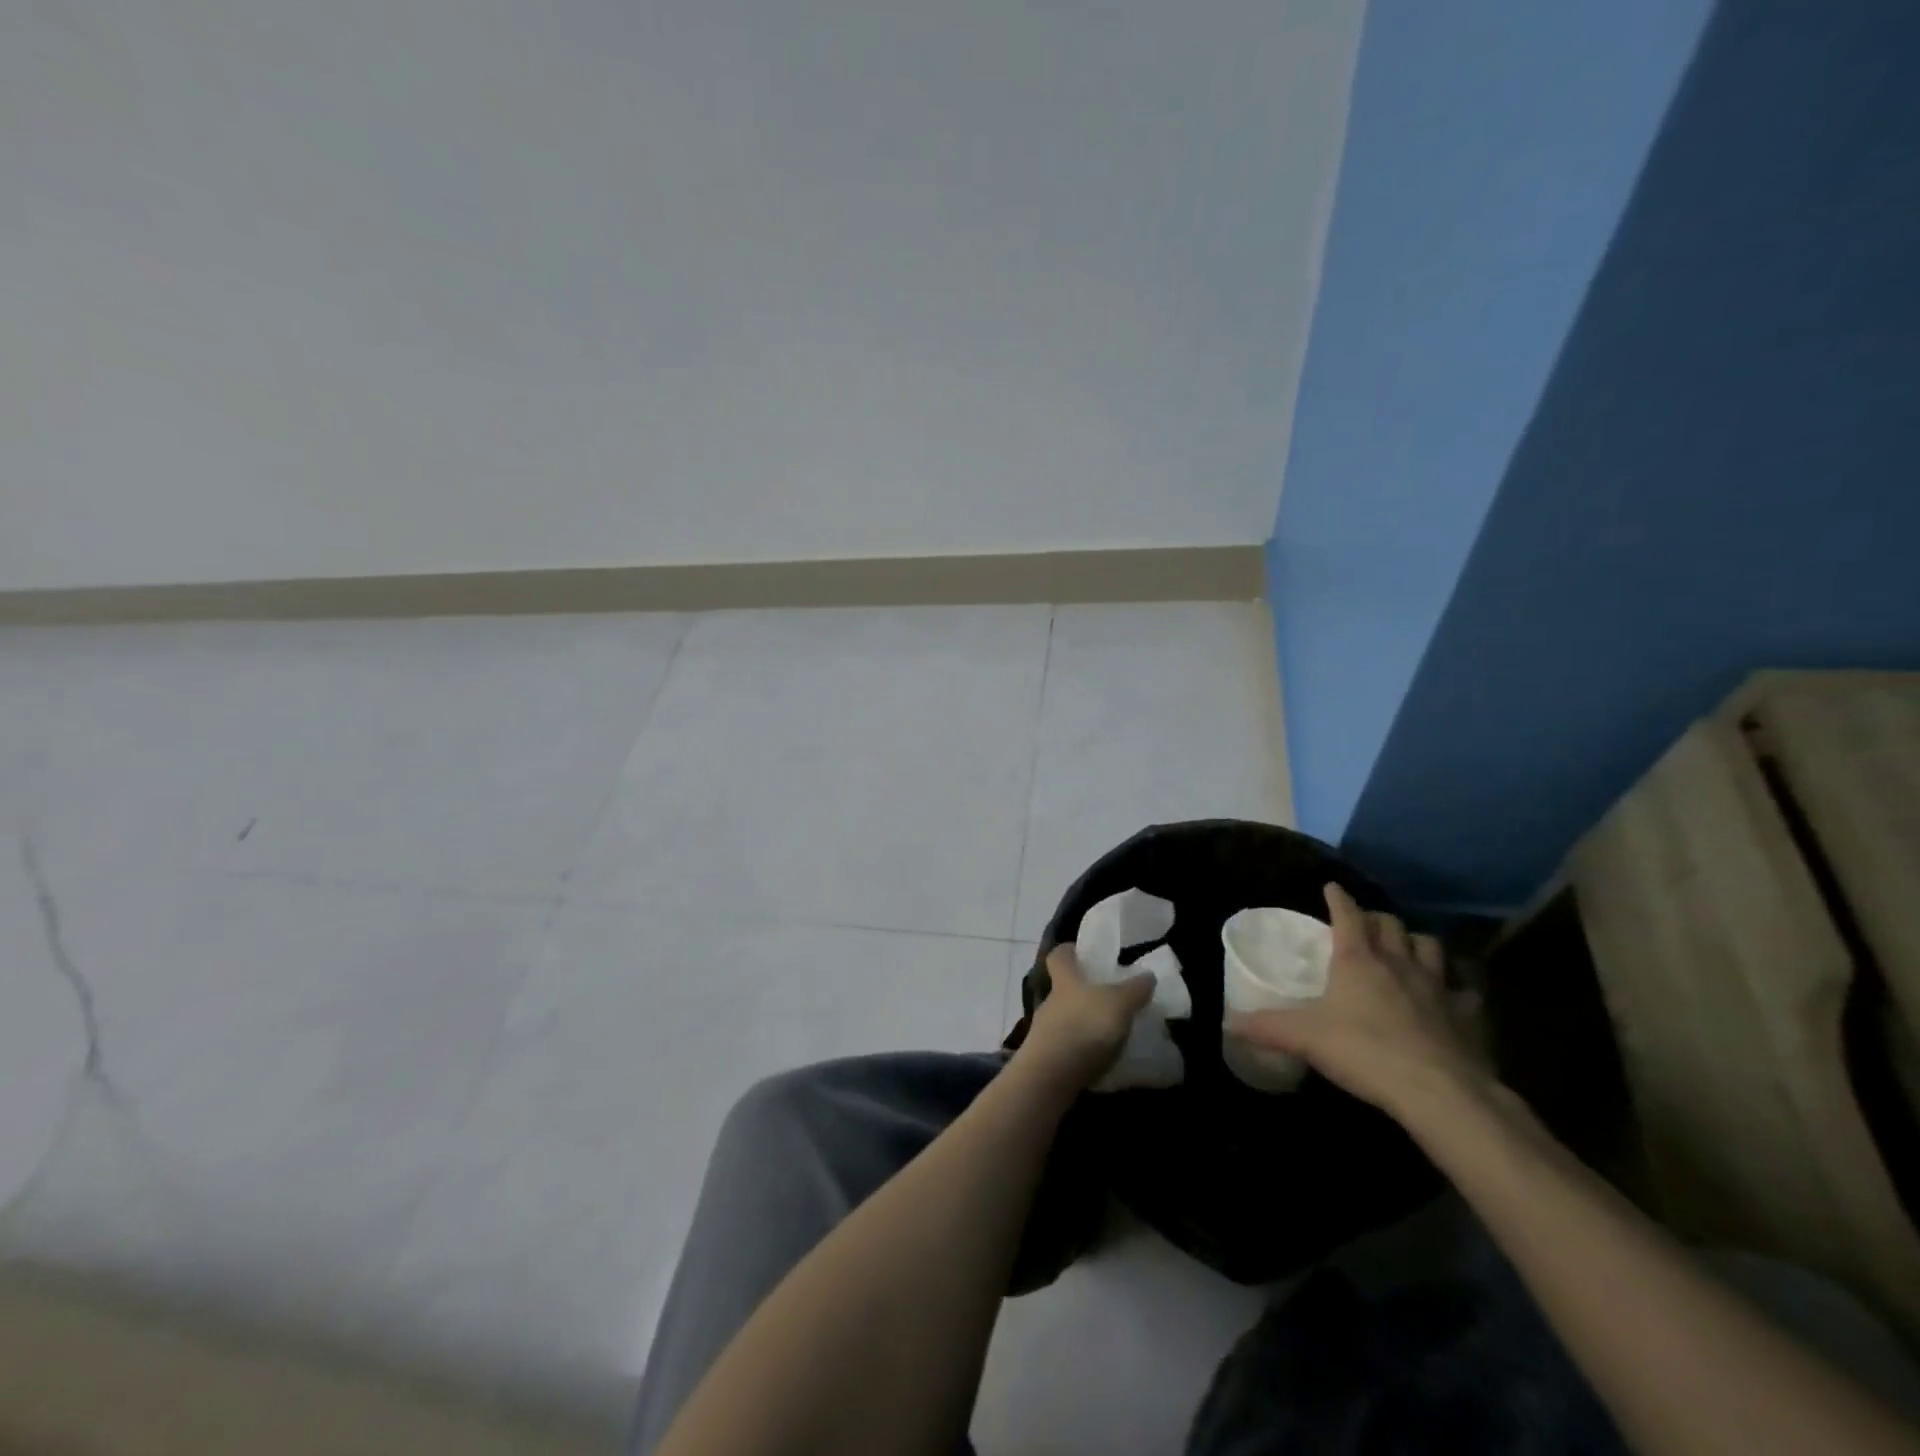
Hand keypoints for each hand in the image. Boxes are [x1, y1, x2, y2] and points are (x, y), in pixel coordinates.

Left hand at [1016, 945, 1154, 1091]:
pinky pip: (1068, 1047)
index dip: (1070, 950)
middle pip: (1064, 988)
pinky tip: (1103, 1060)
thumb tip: (1147, 975)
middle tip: (1113, 998)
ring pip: (1067, 1018)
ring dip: (1086, 1023)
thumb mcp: (1118, 1004)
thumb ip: (1135, 990)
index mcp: (1065, 979)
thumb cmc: (1084, 1027)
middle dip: (1085, 992)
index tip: (1084, 952)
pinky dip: (1084, 1049)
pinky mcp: (1047, 1059)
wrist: (1050, 1077)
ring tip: (1114, 1033)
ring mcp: (1045, 1031)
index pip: (1059, 955)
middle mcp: (1050, 1001)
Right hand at [1227, 884, 1489, 1119]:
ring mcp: (1438, 986)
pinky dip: (1457, 988)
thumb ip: (1266, 1027)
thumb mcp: (1304, 1038)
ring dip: (1416, 943)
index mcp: (1357, 959)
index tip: (1331, 887)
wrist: (1440, 1092)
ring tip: (1406, 950)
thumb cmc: (1364, 1051)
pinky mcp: (1468, 1014)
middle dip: (1376, 919)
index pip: (1347, 914)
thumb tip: (1227, 1023)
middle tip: (1365, 925)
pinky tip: (1451, 998)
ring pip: (1429, 946)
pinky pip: (1465, 991)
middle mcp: (1398, 962)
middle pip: (1390, 924)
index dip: (1338, 898)